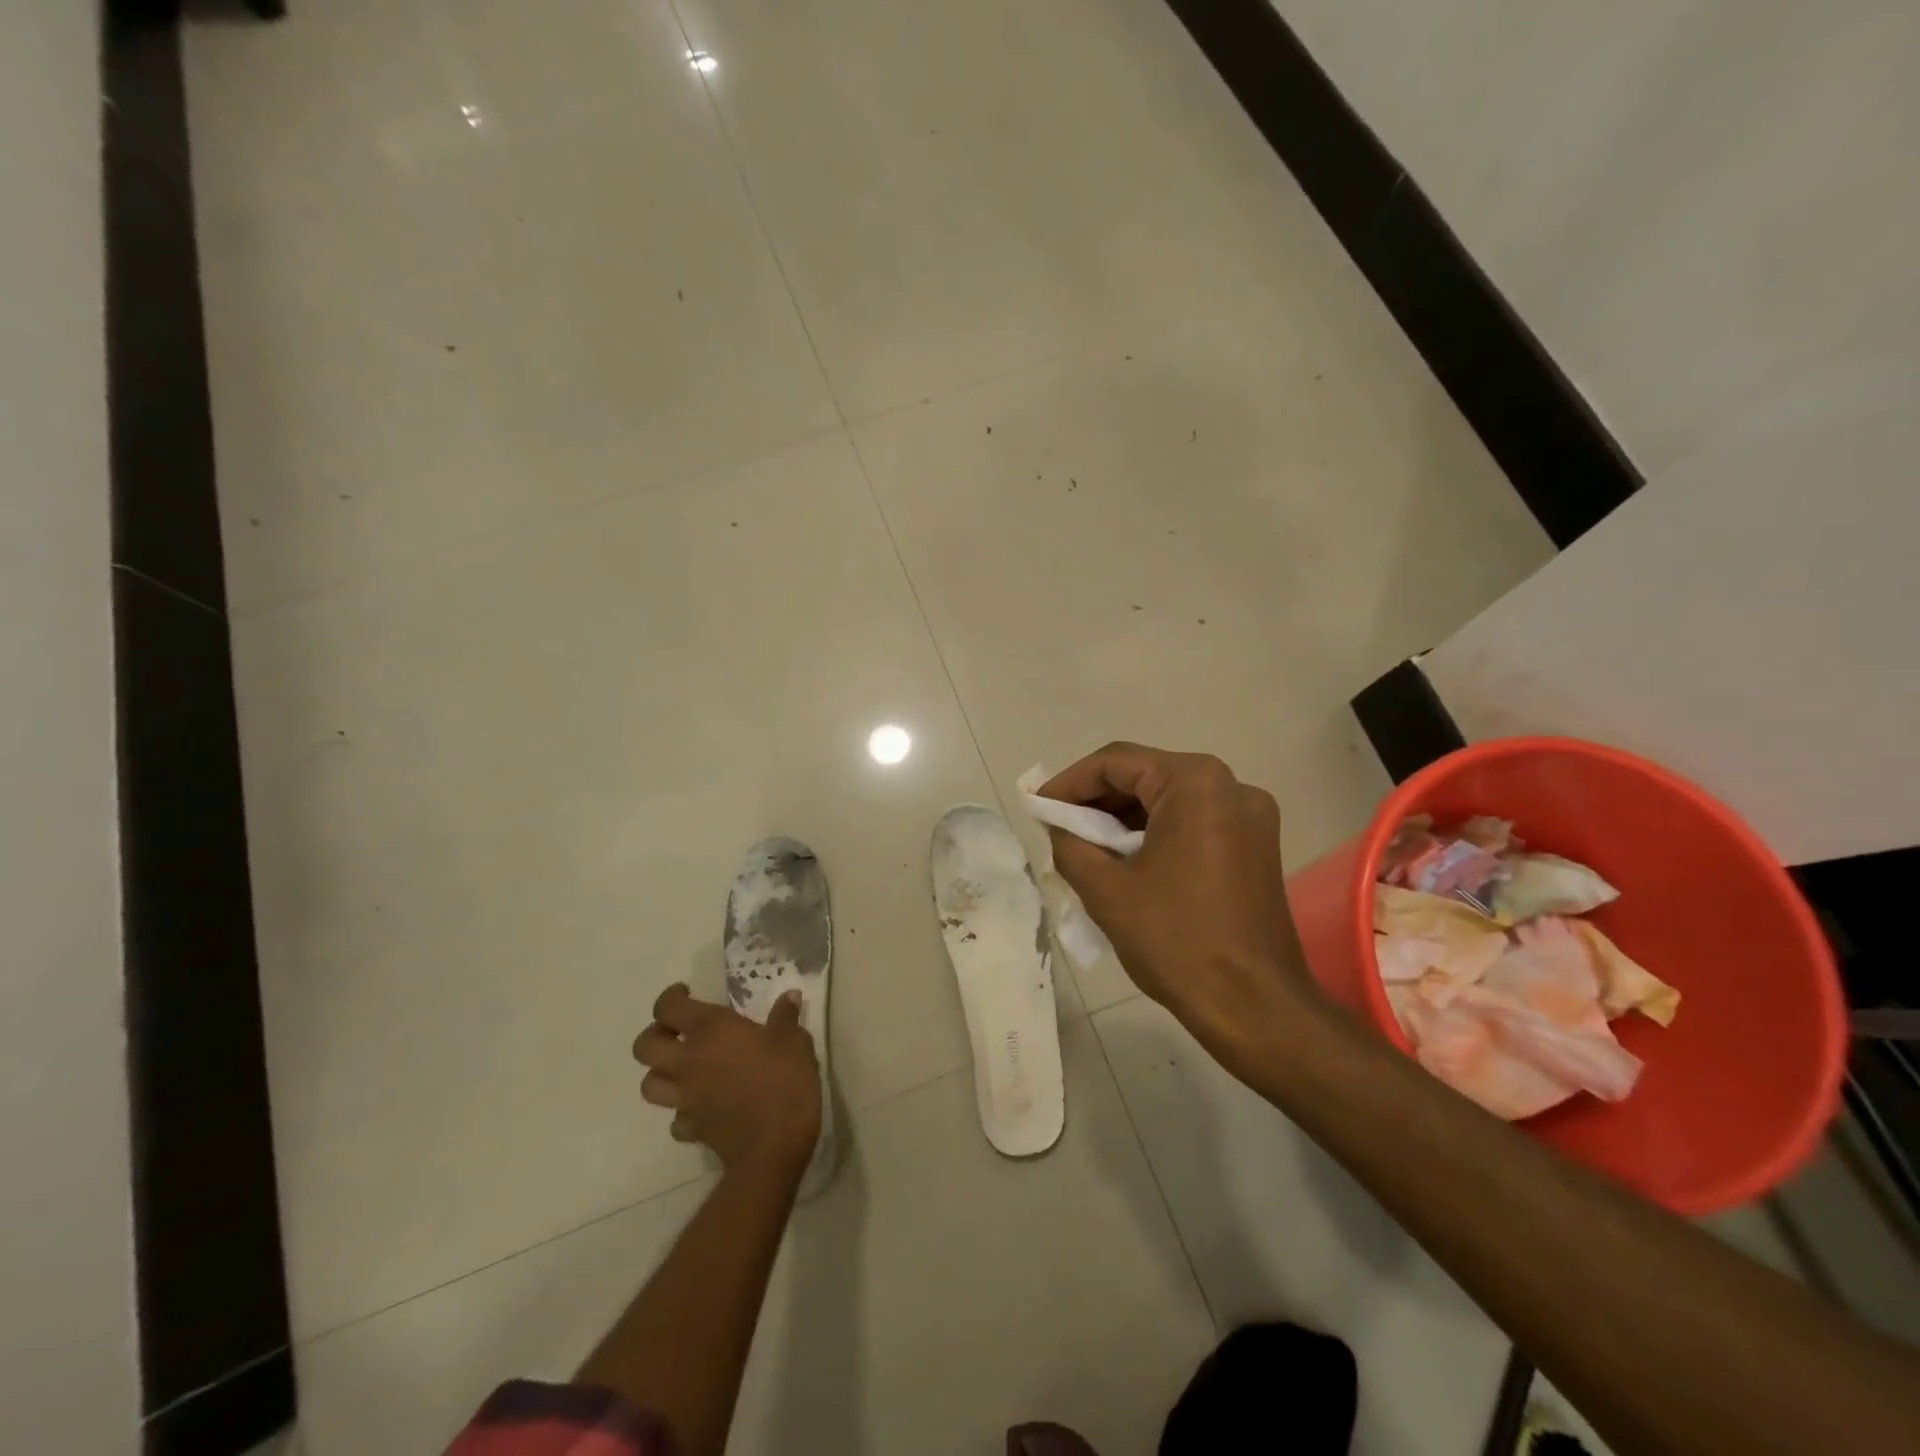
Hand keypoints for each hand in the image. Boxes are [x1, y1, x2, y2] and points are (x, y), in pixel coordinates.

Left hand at [633, 985, 820, 1174]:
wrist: (773, 1146)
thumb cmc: (784, 1082)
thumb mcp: (794, 1041)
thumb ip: (785, 1017)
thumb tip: (788, 996)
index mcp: (710, 1030)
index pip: (668, 1007)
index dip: (672, 996)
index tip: (687, 992)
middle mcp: (688, 1061)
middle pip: (644, 1046)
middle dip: (655, 1034)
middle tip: (678, 1031)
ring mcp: (685, 1098)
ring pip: (649, 1084)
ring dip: (660, 1073)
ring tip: (683, 1068)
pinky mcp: (692, 1129)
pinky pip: (675, 1117)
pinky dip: (683, 1109)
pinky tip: (701, 1105)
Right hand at [1040, 743, 1322, 1065]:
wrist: (1254, 1006)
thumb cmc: (1175, 940)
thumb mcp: (1105, 889)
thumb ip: (1070, 842)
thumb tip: (1059, 824)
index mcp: (1195, 783)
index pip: (1116, 762)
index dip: (1070, 782)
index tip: (1039, 807)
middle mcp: (1230, 786)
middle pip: (1146, 776)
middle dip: (1098, 800)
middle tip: (1059, 827)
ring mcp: (1251, 816)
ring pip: (1170, 799)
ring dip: (1125, 818)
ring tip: (1087, 847)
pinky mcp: (1257, 845)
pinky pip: (1194, 822)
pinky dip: (1156, 833)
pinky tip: (1127, 861)